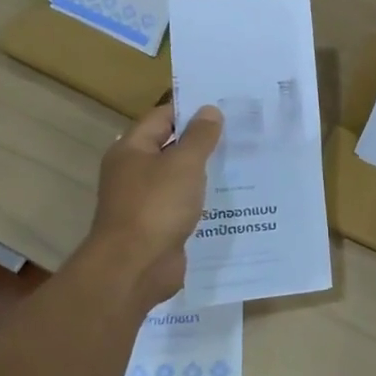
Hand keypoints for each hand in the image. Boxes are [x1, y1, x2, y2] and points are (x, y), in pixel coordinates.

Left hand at [86, 100, 222, 308]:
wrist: (135, 268)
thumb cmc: (157, 206)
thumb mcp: (184, 164)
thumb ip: (199, 136)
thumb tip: (209, 110)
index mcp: (132, 149)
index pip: (162, 117)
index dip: (191, 109)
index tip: (224, 107)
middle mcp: (134, 172)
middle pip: (171, 147)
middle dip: (203, 141)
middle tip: (240, 133)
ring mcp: (145, 201)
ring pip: (179, 179)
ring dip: (205, 173)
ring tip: (243, 163)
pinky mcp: (158, 227)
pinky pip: (183, 206)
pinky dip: (202, 201)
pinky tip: (231, 199)